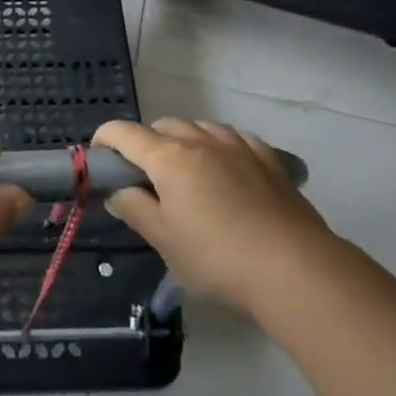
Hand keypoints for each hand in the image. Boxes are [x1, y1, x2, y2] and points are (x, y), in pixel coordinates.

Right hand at [93, 118, 335, 320]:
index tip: (99, 159)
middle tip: (145, 179)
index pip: (124, 133)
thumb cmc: (218, 258)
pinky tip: (226, 169)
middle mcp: (200, 140)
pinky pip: (234, 138)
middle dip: (146, 143)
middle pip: (163, 126)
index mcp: (168, 157)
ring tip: (187, 174)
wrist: (295, 270)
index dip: (104, 140)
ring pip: (200, 127)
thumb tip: (117, 192)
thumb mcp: (165, 241)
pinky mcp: (268, 159)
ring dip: (184, 141)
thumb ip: (135, 210)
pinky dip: (220, 146)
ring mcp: (237, 145)